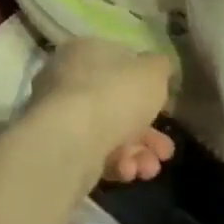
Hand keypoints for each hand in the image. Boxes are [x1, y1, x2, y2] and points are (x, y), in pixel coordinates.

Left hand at [30, 38, 174, 182]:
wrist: (71, 139)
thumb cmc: (115, 94)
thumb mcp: (153, 72)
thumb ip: (159, 68)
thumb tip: (157, 69)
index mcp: (85, 51)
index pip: (120, 65)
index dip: (147, 88)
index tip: (166, 109)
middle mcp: (66, 80)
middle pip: (117, 106)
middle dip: (148, 134)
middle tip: (166, 151)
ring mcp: (59, 116)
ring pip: (108, 133)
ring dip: (136, 153)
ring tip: (149, 169)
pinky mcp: (57, 148)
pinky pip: (93, 153)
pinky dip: (115, 164)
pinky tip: (127, 172)